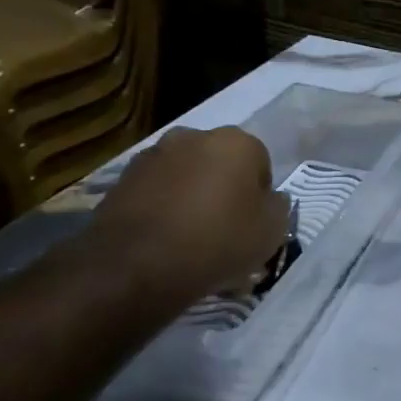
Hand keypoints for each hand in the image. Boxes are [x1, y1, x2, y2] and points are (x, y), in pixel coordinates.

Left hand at [81, 127, 289, 308]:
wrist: (136, 264)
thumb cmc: (218, 241)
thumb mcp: (272, 231)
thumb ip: (278, 207)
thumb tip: (270, 198)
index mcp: (237, 142)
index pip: (261, 162)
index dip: (260, 194)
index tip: (254, 221)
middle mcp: (194, 136)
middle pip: (221, 162)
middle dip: (225, 187)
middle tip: (226, 225)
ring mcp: (154, 155)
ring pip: (187, 174)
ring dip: (193, 194)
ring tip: (192, 234)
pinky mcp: (122, 178)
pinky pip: (157, 190)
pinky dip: (164, 206)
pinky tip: (165, 237)